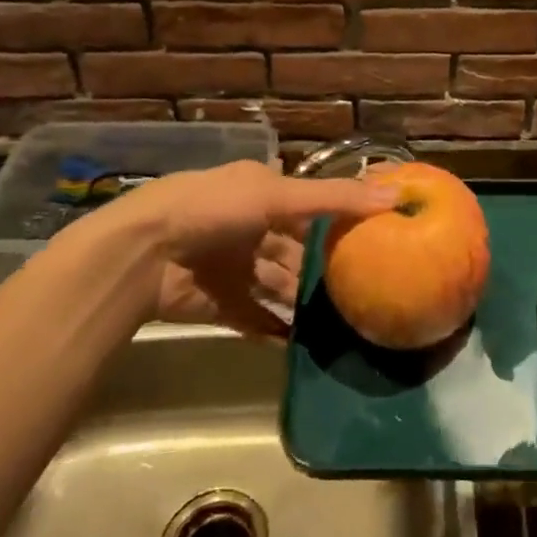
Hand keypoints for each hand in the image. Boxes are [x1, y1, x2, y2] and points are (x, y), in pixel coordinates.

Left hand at [100, 161, 393, 337]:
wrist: (141, 255)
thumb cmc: (213, 210)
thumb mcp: (277, 195)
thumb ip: (335, 199)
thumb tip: (395, 196)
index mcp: (261, 193)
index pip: (309, 206)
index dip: (339, 219)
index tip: (376, 237)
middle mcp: (249, 228)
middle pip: (296, 250)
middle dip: (324, 267)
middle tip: (364, 287)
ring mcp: (234, 267)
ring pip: (279, 286)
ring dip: (304, 301)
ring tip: (345, 320)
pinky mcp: (221, 303)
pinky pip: (257, 319)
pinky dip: (278, 330)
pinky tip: (305, 344)